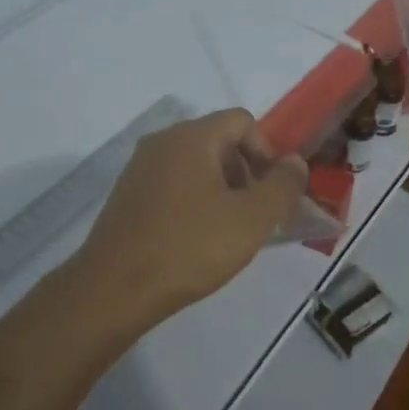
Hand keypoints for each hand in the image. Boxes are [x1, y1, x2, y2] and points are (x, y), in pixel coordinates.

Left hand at [75, 108, 309, 327]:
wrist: (113, 289)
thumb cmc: (189, 248)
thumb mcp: (251, 219)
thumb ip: (282, 186)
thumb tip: (295, 162)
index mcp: (191, 137)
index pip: (242, 121)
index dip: (267, 151)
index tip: (273, 192)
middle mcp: (162, 141)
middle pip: (218, 139)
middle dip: (245, 171)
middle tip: (255, 214)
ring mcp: (140, 166)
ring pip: (195, 162)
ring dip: (221, 188)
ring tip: (227, 231)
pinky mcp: (127, 193)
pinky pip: (172, 182)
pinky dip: (193, 199)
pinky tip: (195, 239)